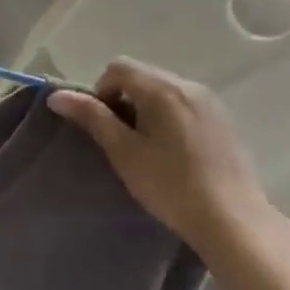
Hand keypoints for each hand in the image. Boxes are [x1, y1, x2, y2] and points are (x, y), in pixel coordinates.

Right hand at [49, 60, 284, 262]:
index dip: (101, 91)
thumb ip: (91, 117)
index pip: (117, 68)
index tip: (104, 127)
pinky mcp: (224, 121)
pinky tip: (174, 152)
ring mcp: (210, 102)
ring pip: (164, 90)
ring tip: (148, 147)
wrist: (233, 222)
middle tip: (122, 139)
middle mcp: (188, 85)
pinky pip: (185, 104)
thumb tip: (56, 96)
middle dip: (124, 99)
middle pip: (142, 76)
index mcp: (161, 88)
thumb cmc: (170, 185)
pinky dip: (170, 116)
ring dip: (147, 107)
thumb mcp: (123, 151)